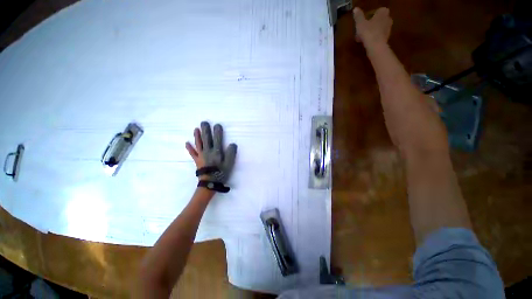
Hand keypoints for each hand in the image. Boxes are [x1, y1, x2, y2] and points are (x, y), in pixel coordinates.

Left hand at [185, 121, 236, 182]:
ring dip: (197, 136)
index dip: (218, 131)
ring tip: (196, 129)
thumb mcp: (230, 164)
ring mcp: (201, 155)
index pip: (218, 139)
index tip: (217, 124)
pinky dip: (189, 148)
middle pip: (206, 138)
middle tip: (204, 122)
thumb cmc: (221, 173)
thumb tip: (232, 144)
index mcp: (217, 151)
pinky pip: (192, 153)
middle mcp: (208, 151)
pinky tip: (186, 143)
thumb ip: (231, 153)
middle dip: (206, 130)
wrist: (210, 183)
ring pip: (199, 143)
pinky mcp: (197, 160)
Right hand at [353, 7, 392, 46]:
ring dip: (370, 32)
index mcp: (383, 12)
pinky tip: (366, 42)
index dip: (368, 16)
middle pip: (376, 20)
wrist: (376, 46)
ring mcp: (388, 28)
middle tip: (361, 30)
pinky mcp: (387, 38)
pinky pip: (378, 35)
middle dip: (369, 25)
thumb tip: (355, 9)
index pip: (375, 11)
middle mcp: (388, 18)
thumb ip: (358, 16)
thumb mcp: (360, 23)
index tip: (362, 22)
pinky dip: (373, 38)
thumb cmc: (368, 32)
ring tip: (362, 38)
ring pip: (377, 28)